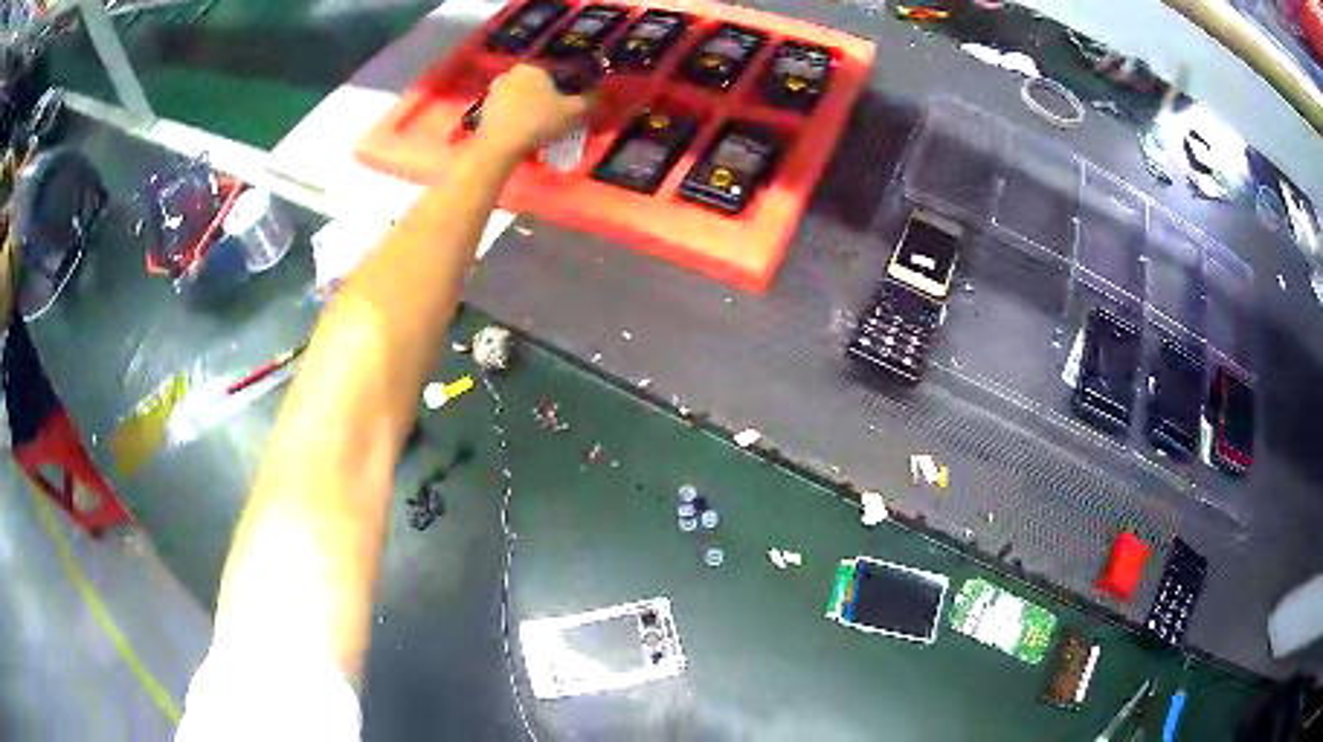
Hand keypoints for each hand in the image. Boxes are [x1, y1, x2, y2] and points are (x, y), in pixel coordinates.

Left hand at [475, 64, 594, 160]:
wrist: (499, 145)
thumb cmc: (538, 122)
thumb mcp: (573, 112)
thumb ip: (588, 101)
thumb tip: (598, 95)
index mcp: (532, 66)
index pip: (554, 73)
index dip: (564, 88)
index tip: (568, 104)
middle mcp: (510, 73)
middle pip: (535, 85)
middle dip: (544, 98)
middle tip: (554, 116)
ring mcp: (494, 91)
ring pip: (519, 98)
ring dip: (528, 108)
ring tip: (538, 127)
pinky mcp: (483, 109)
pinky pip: (506, 111)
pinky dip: (515, 118)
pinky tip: (522, 132)